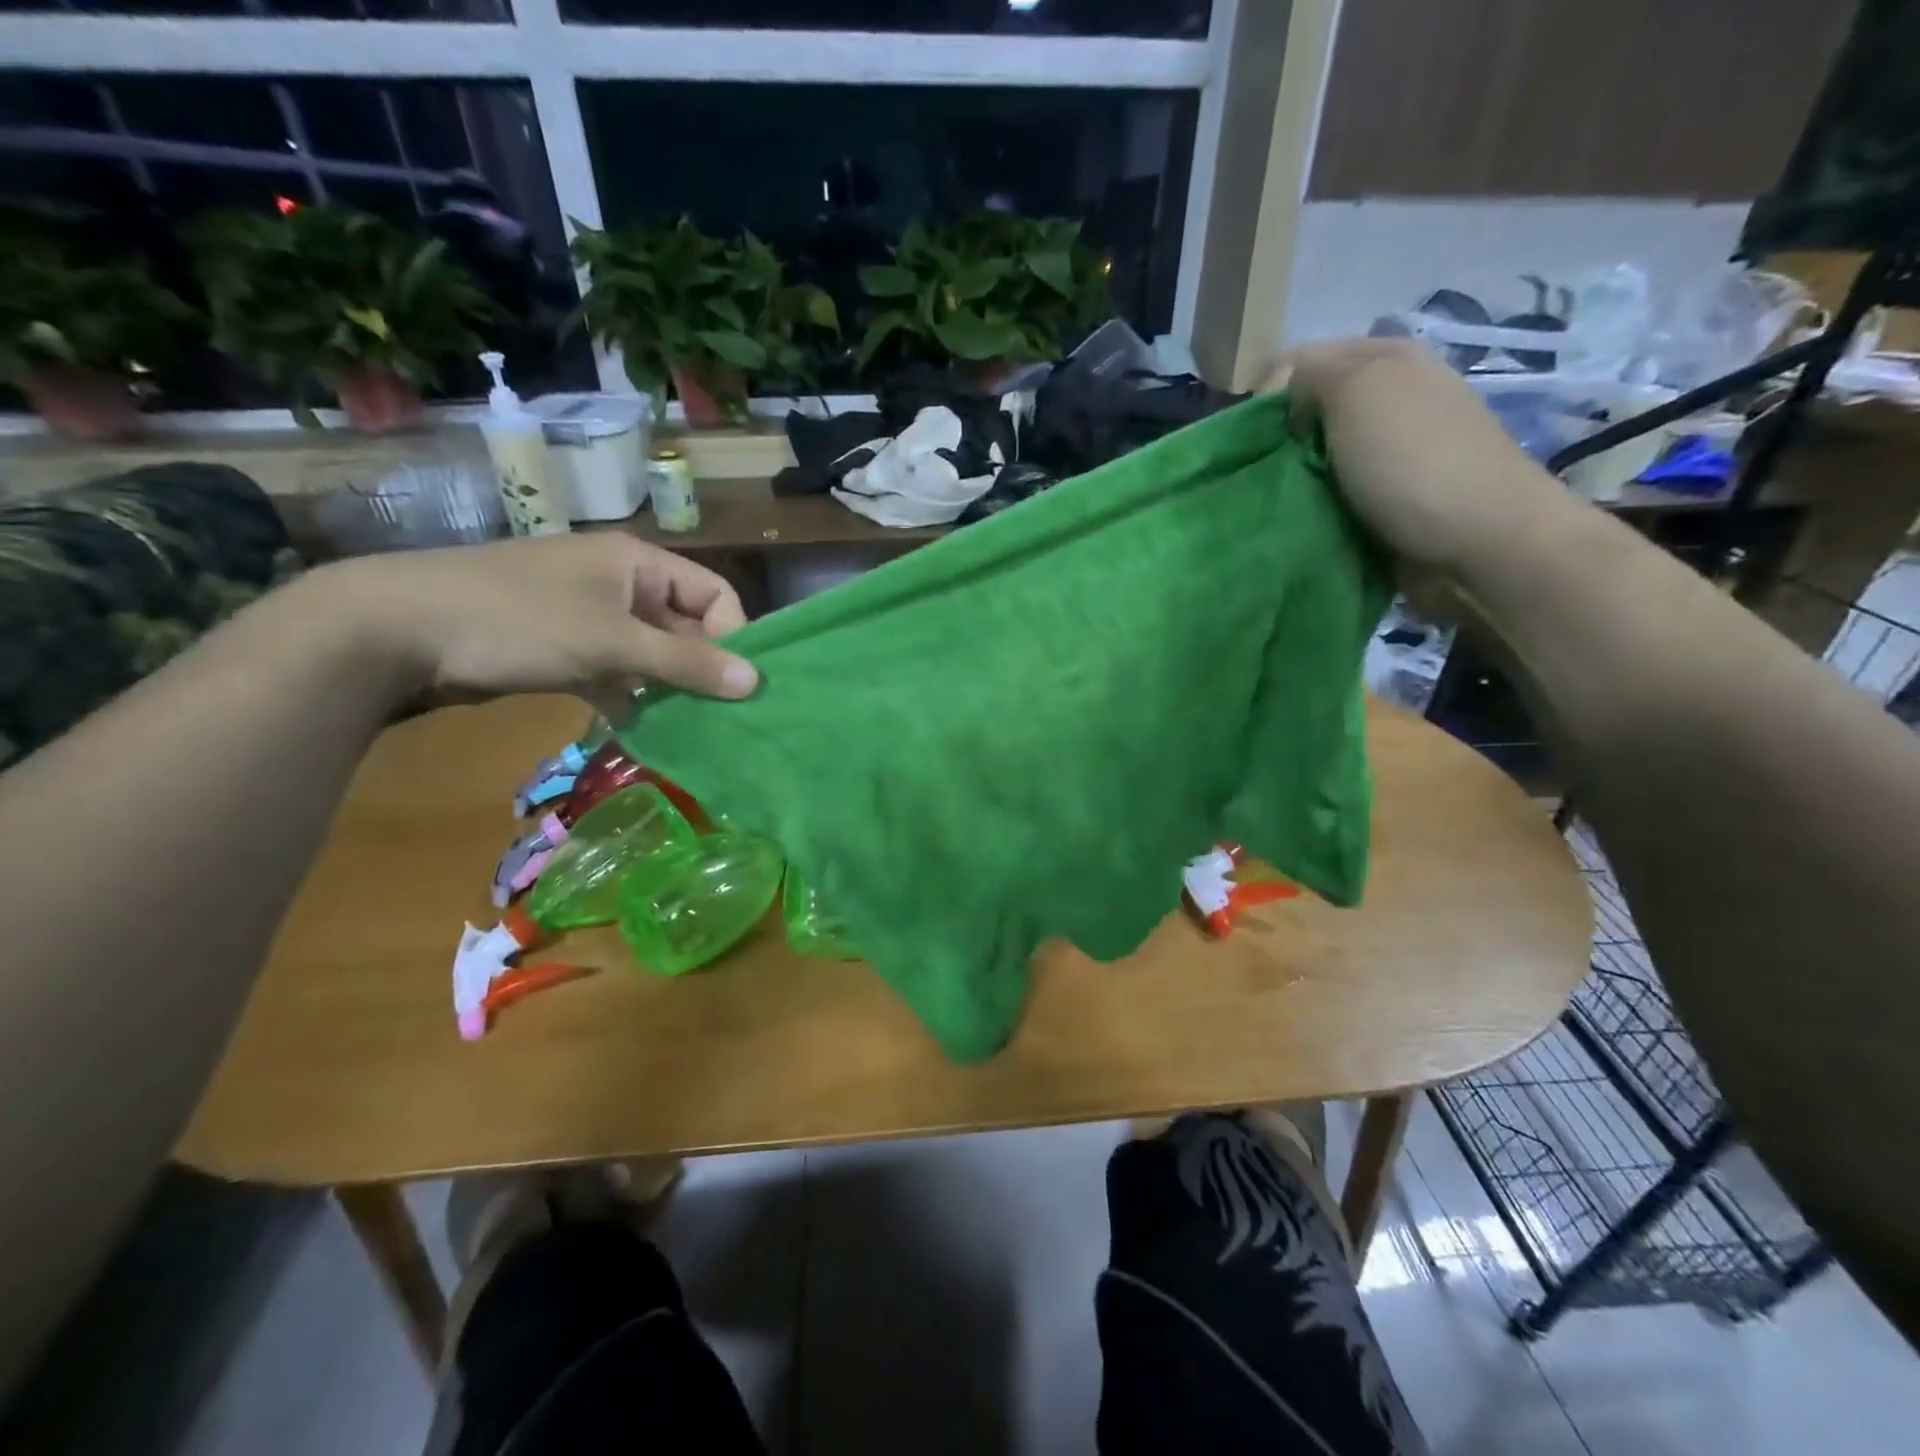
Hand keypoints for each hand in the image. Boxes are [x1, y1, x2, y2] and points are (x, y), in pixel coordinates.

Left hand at [311, 533, 757, 707]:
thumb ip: (686, 664)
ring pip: (649, 652)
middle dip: (699, 669)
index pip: (714, 594)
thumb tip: (755, 682)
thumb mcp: (612, 643)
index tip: (734, 685)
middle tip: (713, 715)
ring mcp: (588, 614)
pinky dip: (627, 694)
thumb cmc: (519, 622)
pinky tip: (631, 724)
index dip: (733, 636)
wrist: (396, 629)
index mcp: (639, 563)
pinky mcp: (561, 644)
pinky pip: (614, 668)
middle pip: (684, 626)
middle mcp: (620, 582)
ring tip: (680, 726)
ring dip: (665, 687)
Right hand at [1267, 338, 1572, 576]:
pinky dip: (1312, 505)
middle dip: (1279, 437)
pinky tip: (1299, 517)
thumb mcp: (1358, 391)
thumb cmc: (1413, 461)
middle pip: (1309, 410)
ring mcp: (1389, 452)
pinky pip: (1331, 494)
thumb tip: (1283, 396)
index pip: (1301, 361)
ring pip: (1316, 454)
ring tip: (1272, 498)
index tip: (1251, 435)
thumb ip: (1309, 374)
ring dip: (1292, 476)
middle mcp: (1390, 398)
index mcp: (1386, 359)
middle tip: (1258, 471)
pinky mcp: (1386, 499)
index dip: (1267, 392)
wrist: (1477, 543)